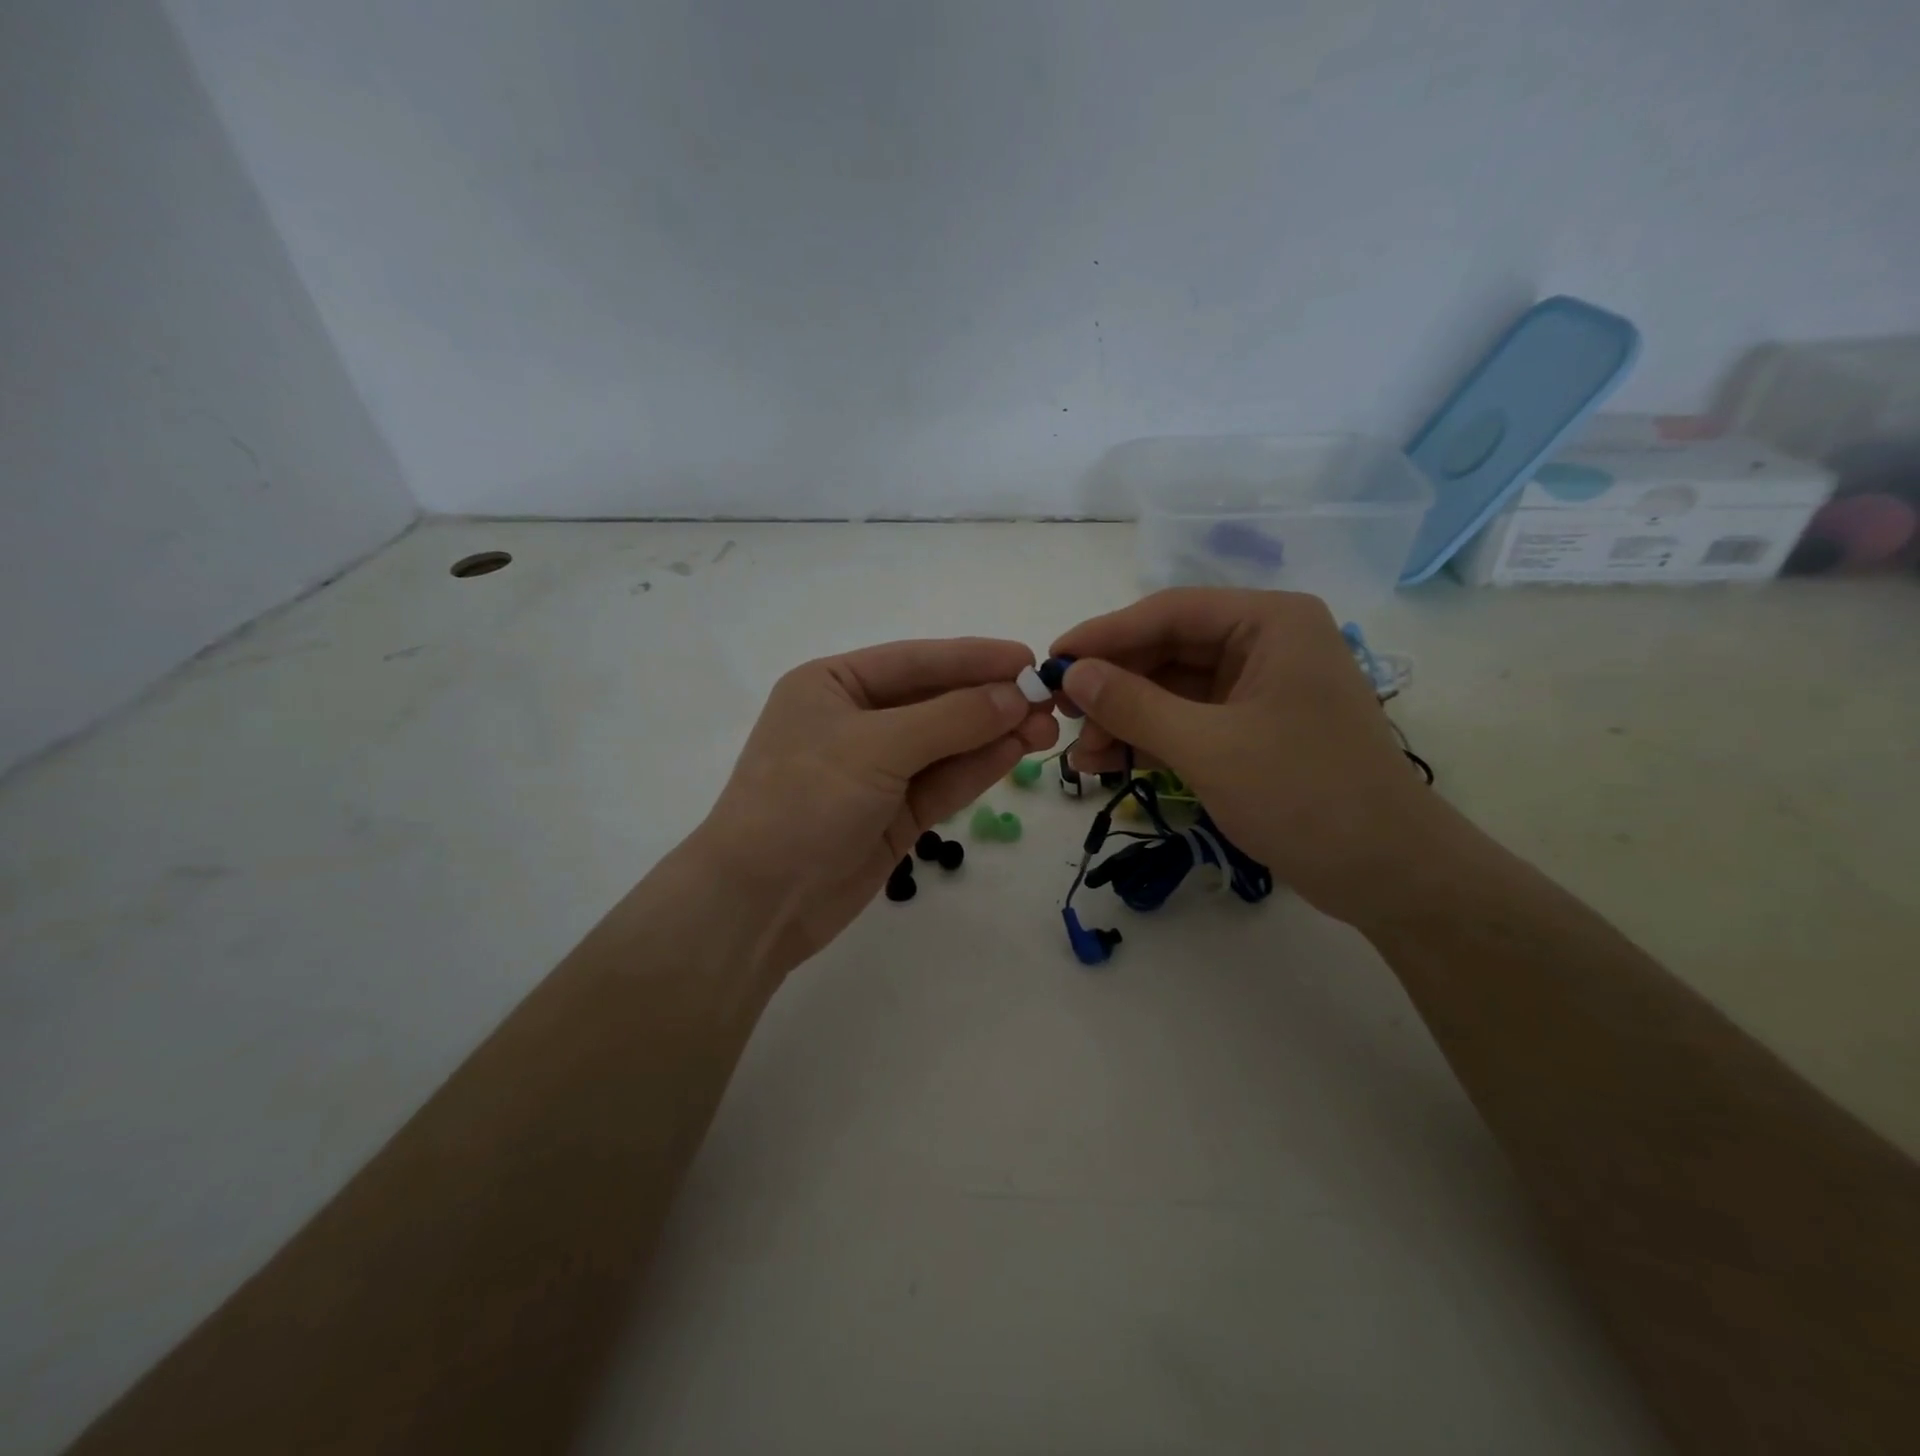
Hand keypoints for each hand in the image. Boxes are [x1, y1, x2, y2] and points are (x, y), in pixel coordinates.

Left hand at [689, 638, 1057, 977]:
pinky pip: (943, 782)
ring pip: (946, 744)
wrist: (759, 902)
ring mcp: (877, 770)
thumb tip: (1016, 695)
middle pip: (935, 701)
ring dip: (993, 735)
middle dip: (990, 700)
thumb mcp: (874, 747)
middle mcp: (856, 720)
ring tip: (1046, 730)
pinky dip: (977, 768)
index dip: (974, 658)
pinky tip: (1015, 753)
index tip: (1029, 658)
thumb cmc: (803, 800)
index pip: (915, 661)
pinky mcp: (894, 814)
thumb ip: (950, 719)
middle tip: (1050, 703)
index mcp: (833, 684)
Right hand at [1051, 589, 1438, 924]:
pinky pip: (1186, 722)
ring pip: (1170, 690)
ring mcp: (1259, 689)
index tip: (1051, 661)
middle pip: (1166, 651)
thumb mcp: (1209, 748)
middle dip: (1112, 686)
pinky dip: (1148, 740)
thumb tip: (1071, 674)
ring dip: (1123, 719)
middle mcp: (1265, 644)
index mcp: (1270, 623)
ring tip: (1080, 757)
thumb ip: (1134, 705)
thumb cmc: (1305, 796)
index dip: (1104, 635)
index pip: (1170, 612)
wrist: (1388, 875)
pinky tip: (1108, 763)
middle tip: (1060, 716)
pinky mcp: (1252, 730)